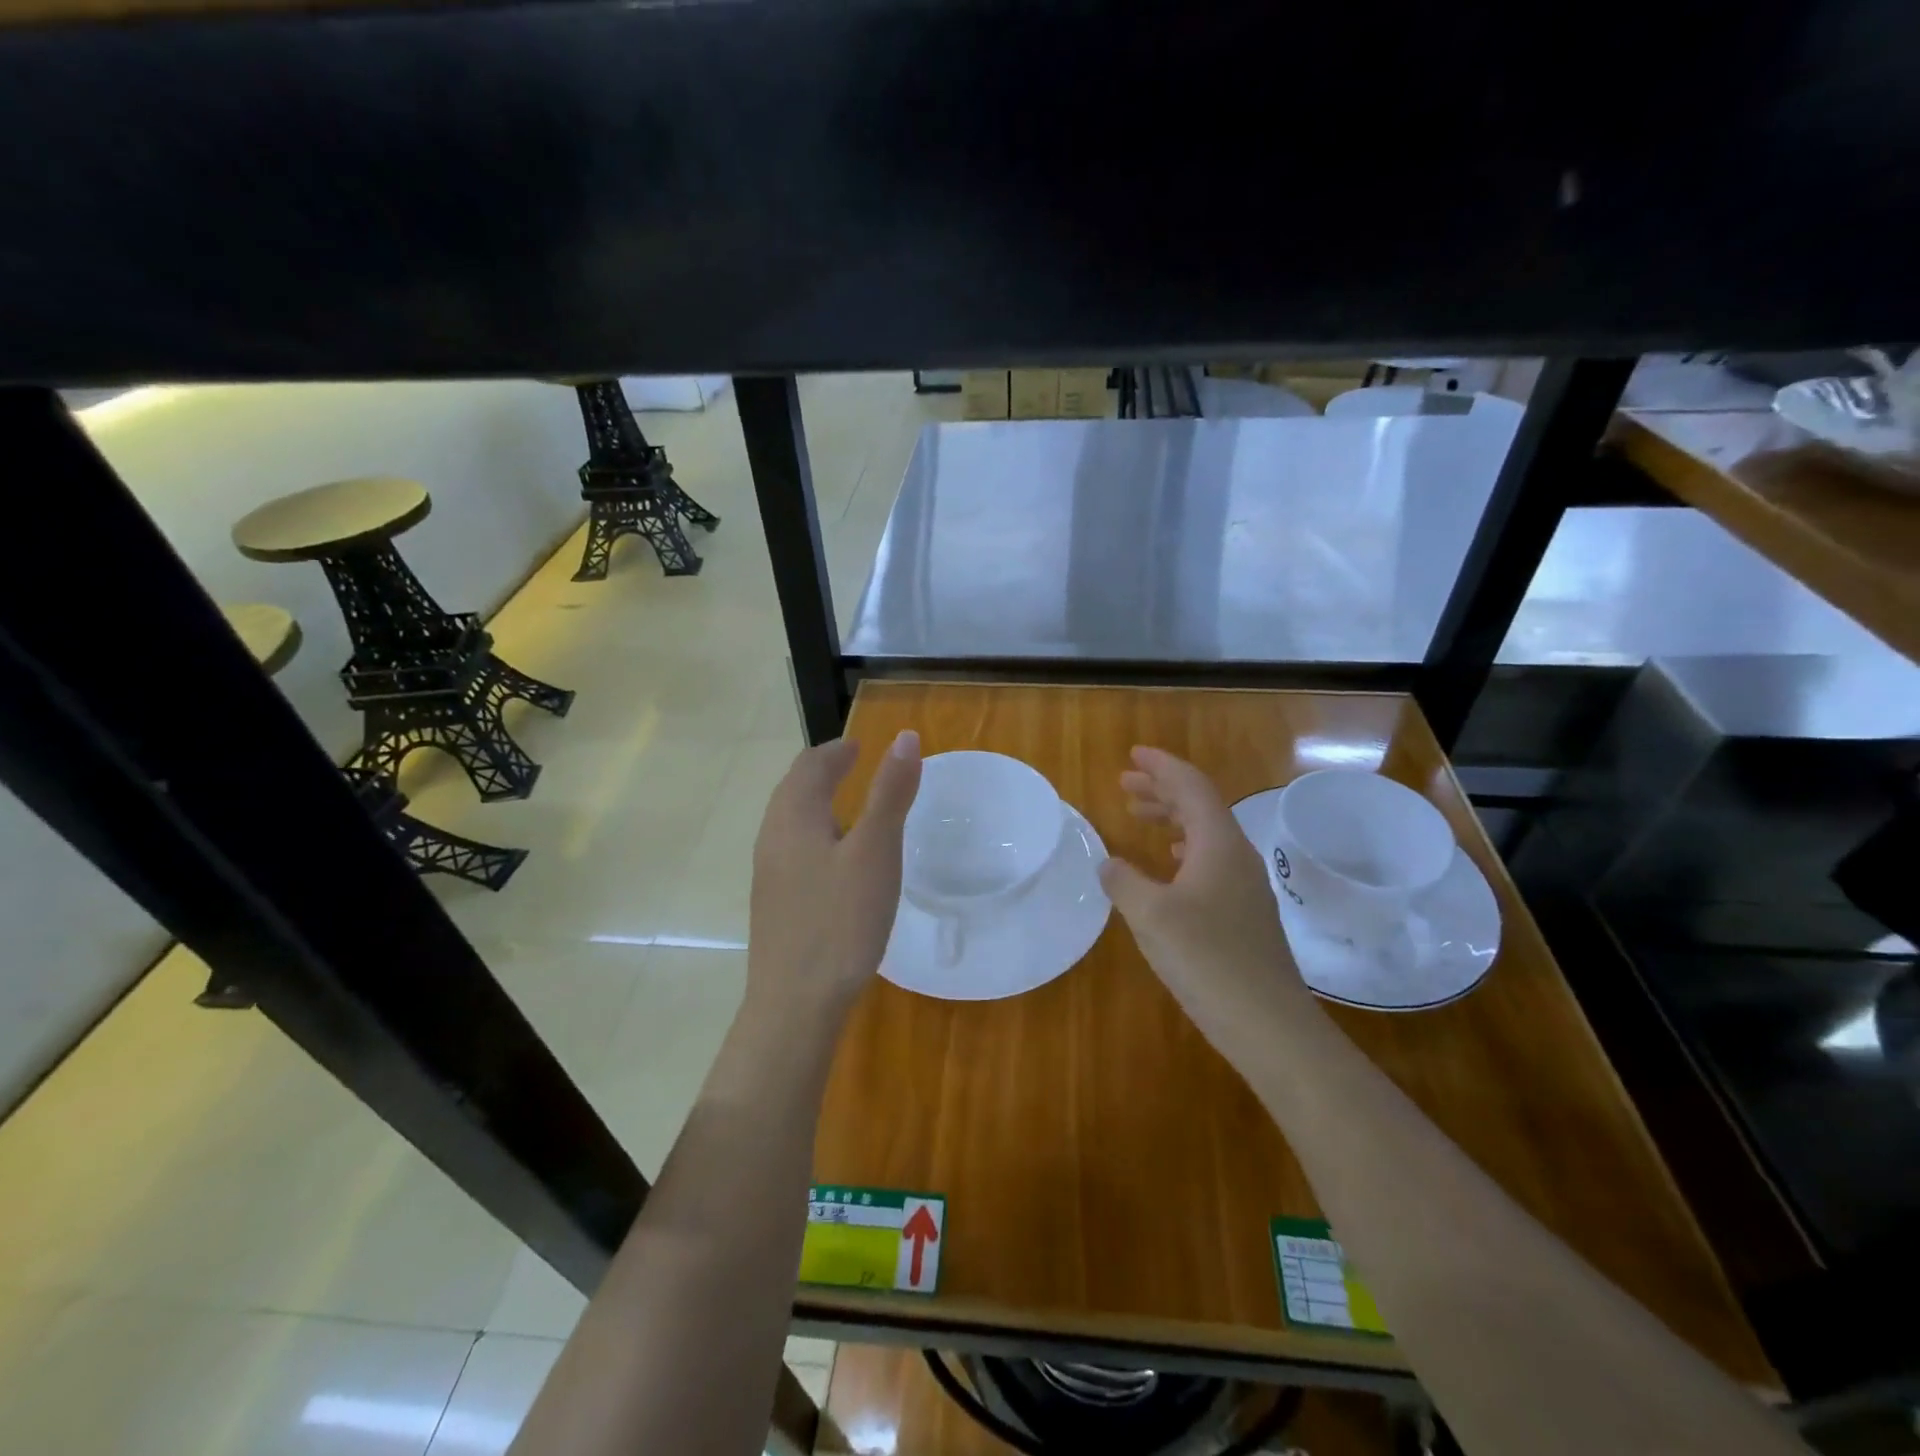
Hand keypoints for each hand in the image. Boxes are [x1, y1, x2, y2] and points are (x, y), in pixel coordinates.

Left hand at [747, 731, 922, 1019]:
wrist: (795, 1003)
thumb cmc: (840, 920)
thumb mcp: (876, 851)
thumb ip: (890, 793)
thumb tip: (904, 737)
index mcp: (794, 816)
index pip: (810, 765)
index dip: (836, 750)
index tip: (859, 746)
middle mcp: (772, 837)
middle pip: (793, 789)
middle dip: (822, 771)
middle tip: (853, 765)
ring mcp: (768, 873)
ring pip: (789, 820)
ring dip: (816, 801)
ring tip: (847, 806)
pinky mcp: (773, 903)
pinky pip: (791, 848)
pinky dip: (813, 832)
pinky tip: (833, 860)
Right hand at [1098, 747, 1308, 1044]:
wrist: (1268, 1025)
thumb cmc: (1207, 960)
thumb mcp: (1150, 916)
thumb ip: (1123, 882)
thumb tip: (1108, 863)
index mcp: (1219, 844)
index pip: (1191, 787)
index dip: (1161, 767)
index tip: (1133, 755)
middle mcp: (1237, 856)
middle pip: (1200, 806)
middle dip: (1162, 790)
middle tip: (1125, 785)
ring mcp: (1245, 886)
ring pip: (1205, 835)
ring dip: (1171, 819)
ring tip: (1139, 817)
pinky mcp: (1245, 914)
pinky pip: (1211, 861)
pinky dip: (1184, 850)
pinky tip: (1171, 865)